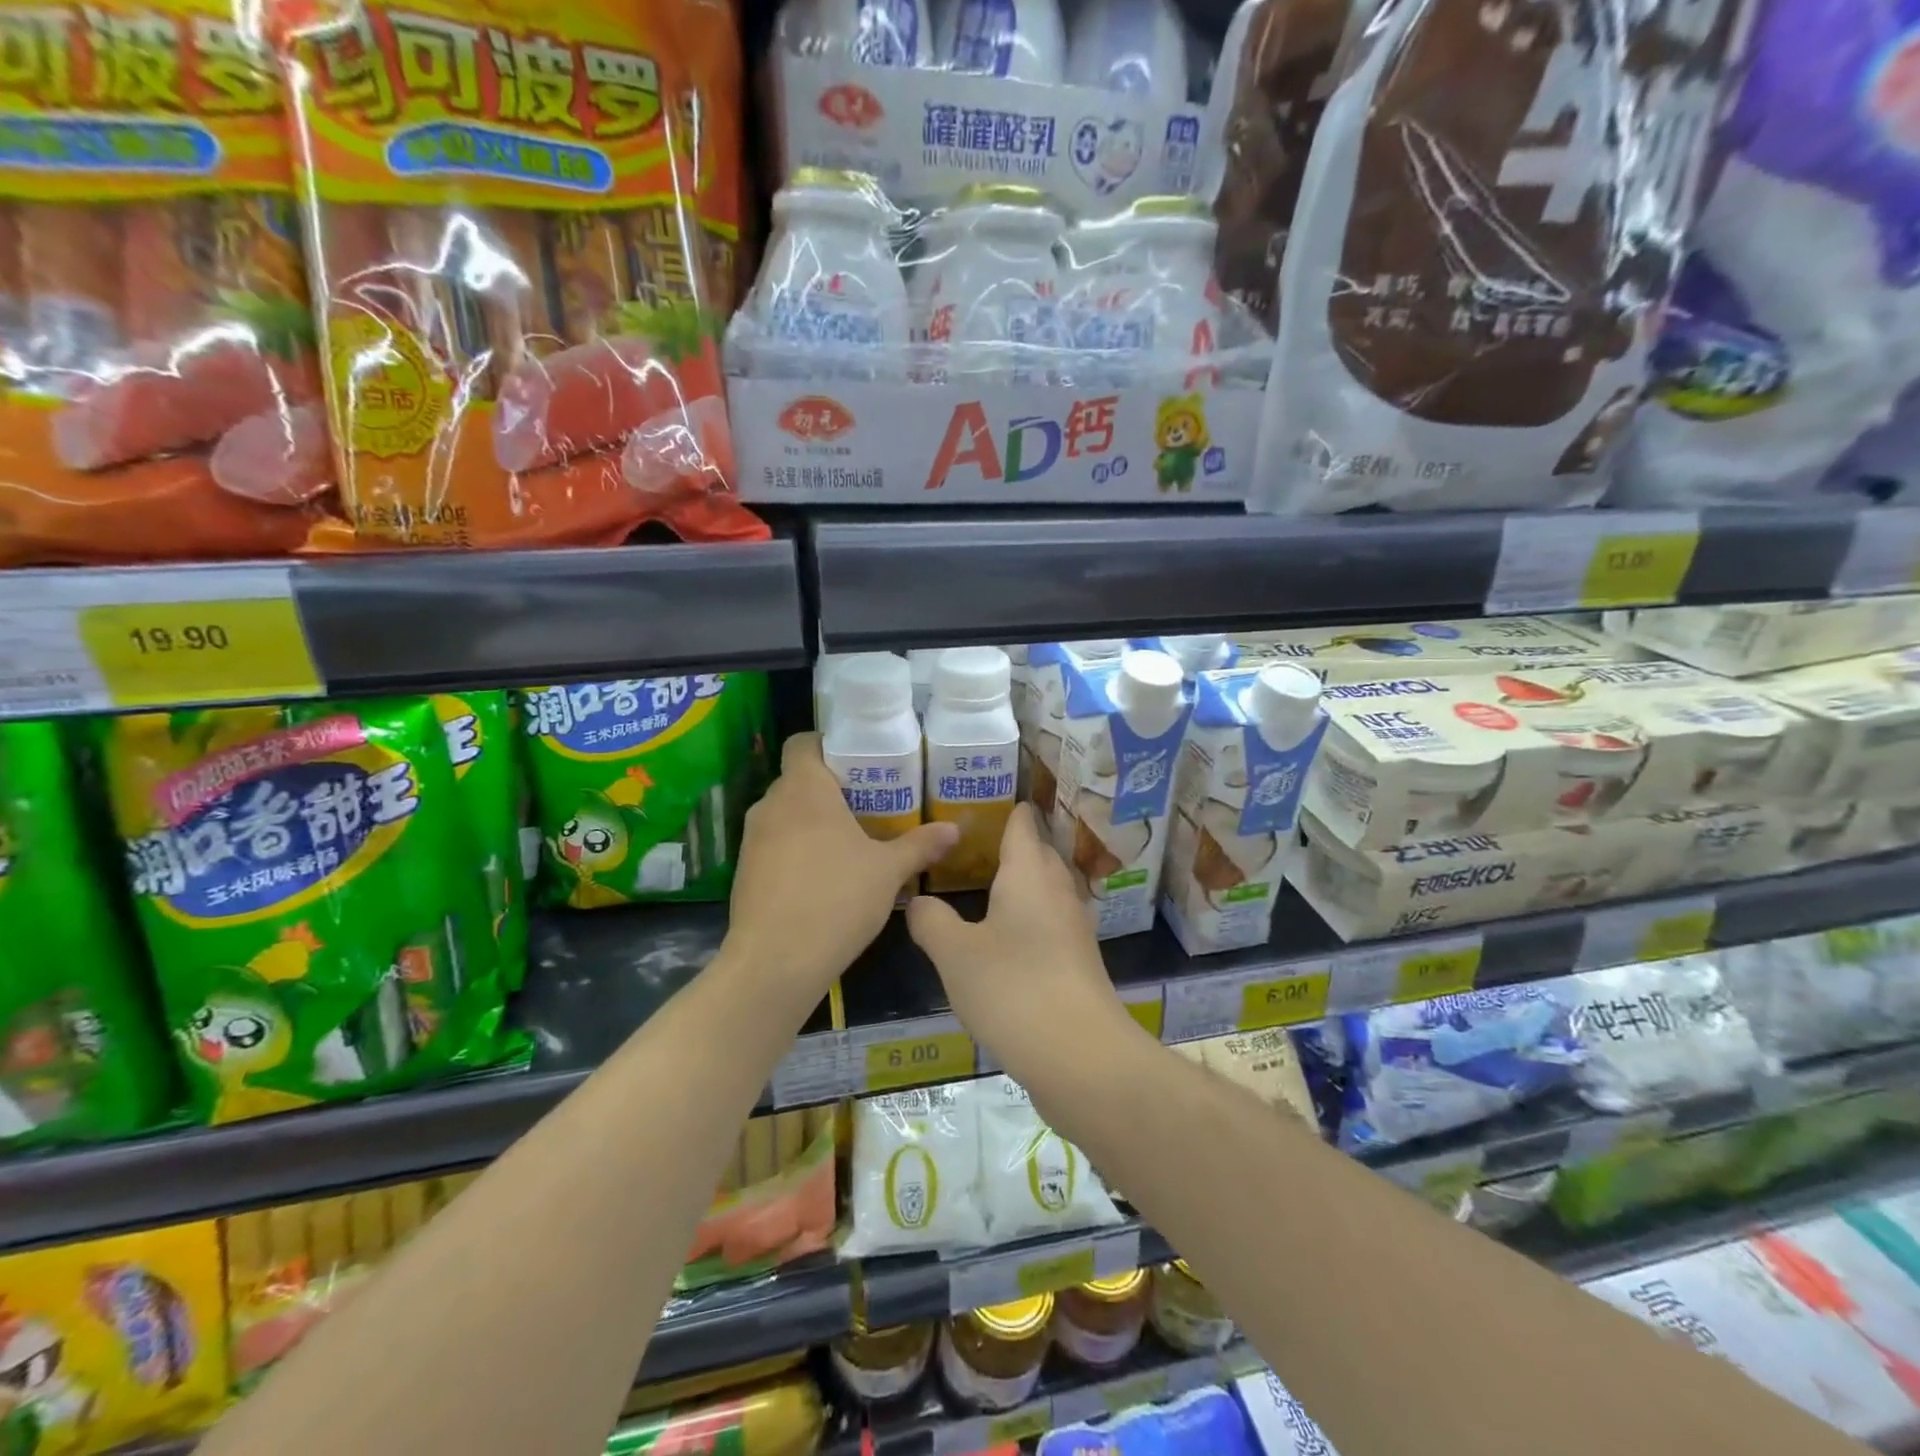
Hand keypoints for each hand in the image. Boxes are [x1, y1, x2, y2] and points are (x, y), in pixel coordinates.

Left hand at [727, 733, 958, 1010]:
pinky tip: (823, 876)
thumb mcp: (888, 872)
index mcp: (804, 789)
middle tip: (869, 804)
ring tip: (850, 841)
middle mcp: (771, 804)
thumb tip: (954, 829)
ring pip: (785, 813)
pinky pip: (774, 844)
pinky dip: (796, 849)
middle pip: (798, 779)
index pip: (803, 743)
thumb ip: (920, 845)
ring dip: (812, 820)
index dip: (829, 746)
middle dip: (830, 788)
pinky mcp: (744, 871)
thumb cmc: (836, 900)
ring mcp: (752, 839)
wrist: (775, 963)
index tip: (859, 764)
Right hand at [906, 803, 1134, 1080]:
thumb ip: (931, 920)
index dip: (1007, 809)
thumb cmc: (1012, 987)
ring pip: (1047, 888)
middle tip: (974, 844)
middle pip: (1039, 852)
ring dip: (1023, 882)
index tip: (984, 801)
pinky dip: (1030, 917)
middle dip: (1013, 844)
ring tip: (987, 885)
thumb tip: (917, 900)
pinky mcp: (1079, 959)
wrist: (1079, 1054)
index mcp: (1029, 871)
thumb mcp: (954, 953)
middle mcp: (1058, 889)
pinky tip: (1008, 936)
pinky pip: (1051, 921)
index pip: (1022, 823)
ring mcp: (1074, 925)